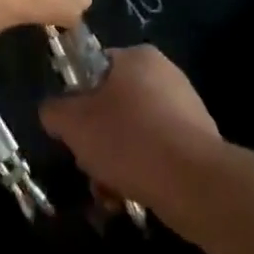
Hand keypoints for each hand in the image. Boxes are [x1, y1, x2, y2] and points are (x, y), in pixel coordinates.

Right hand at [39, 46, 222, 212]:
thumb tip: (53, 112)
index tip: (73, 130)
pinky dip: (143, 172)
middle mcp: (165, 74)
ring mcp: (187, 108)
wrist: (194, 182)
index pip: (95, 69)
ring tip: (109, 191)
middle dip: (98, 139)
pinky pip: (159, 153)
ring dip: (117, 161)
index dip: (78, 100)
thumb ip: (55, 110)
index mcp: (137, 56)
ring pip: (136, 133)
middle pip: (115, 106)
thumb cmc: (129, 138)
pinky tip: (132, 196)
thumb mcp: (74, 123)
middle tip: (89, 165)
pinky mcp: (200, 142)